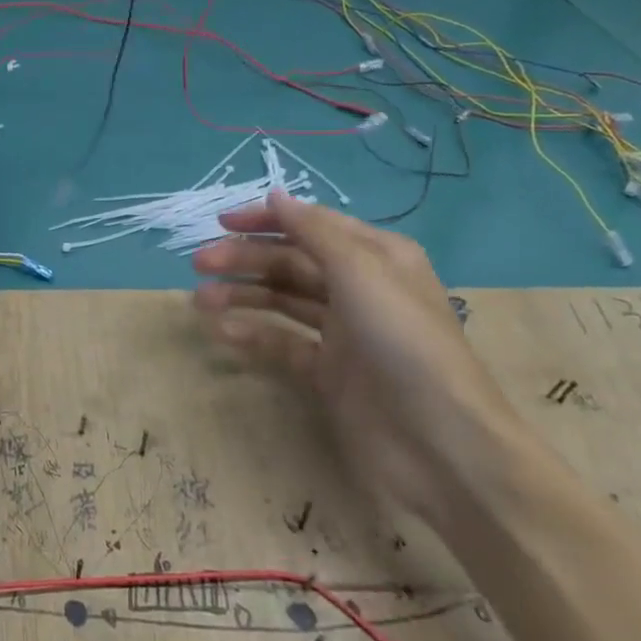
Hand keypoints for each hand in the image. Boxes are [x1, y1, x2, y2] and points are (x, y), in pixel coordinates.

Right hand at [192, 189, 536, 531]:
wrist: (441, 445)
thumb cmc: (402, 342)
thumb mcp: (361, 271)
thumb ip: (314, 230)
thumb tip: (275, 195)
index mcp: (376, 257)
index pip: (312, 225)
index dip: (266, 219)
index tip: (221, 222)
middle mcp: (359, 289)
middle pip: (291, 262)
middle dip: (246, 259)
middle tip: (199, 264)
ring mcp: (344, 333)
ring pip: (283, 301)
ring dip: (242, 295)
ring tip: (200, 301)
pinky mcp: (330, 374)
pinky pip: (283, 344)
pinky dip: (253, 335)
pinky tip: (222, 332)